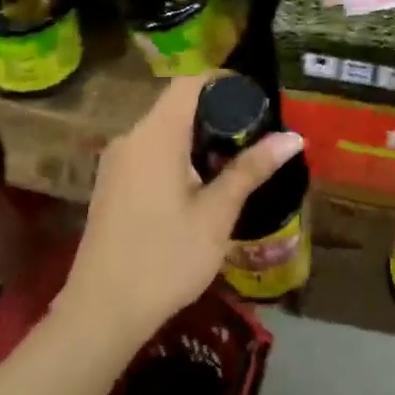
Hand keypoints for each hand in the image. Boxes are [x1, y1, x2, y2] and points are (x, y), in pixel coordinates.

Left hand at [58, 75, 303, 345]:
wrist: (102, 312)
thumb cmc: (165, 259)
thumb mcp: (216, 215)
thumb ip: (251, 170)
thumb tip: (292, 137)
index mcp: (155, 136)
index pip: (189, 82)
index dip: (225, 82)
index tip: (258, 102)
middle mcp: (130, 138)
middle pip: (177, 104)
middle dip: (218, 113)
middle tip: (257, 135)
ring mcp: (117, 162)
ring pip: (164, 130)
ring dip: (199, 137)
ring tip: (237, 161)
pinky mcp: (112, 184)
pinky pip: (151, 151)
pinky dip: (179, 155)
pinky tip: (203, 185)